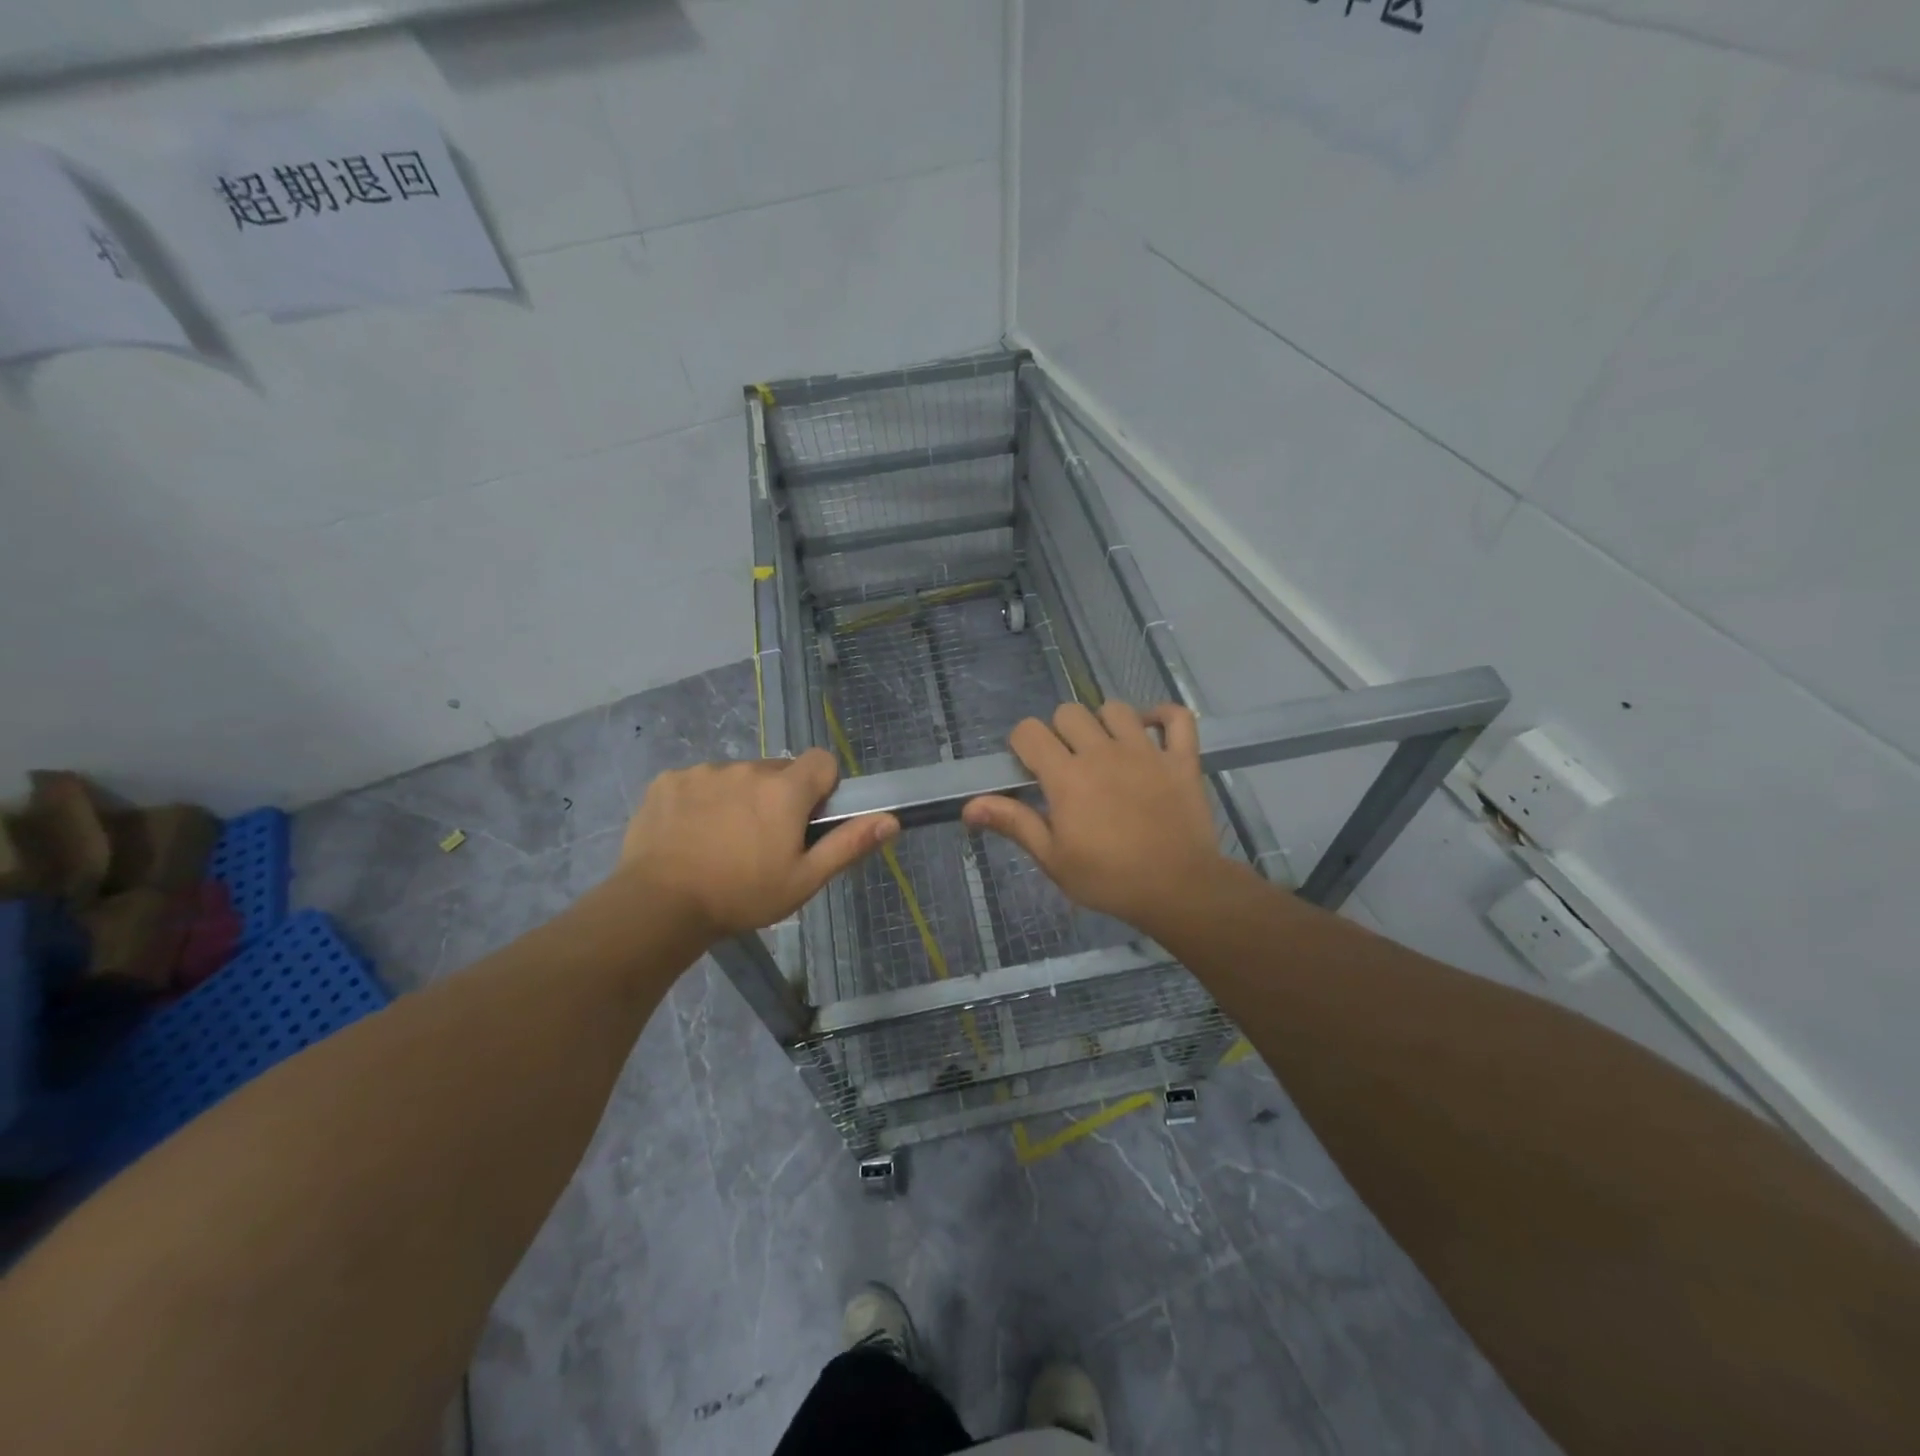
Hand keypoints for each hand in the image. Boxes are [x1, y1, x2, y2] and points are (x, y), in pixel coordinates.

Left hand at [615, 749, 897, 941]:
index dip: (822, 787)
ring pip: (737, 777)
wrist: (658, 905)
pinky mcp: (668, 781)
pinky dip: (700, 802)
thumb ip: (848, 844)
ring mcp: (704, 772)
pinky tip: (689, 835)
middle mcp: (747, 769)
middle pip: (777, 771)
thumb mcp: (804, 880)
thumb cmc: (741, 895)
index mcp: (785, 790)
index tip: (807, 820)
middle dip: (778, 797)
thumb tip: (891, 820)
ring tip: (721, 842)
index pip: (821, 761)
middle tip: (763, 841)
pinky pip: (698, 782)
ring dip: (739, 799)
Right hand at [962, 702, 1228, 936]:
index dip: (1022, 744)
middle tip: (1066, 764)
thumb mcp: (1052, 858)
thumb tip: (969, 806)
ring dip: (1104, 723)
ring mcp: (1146, 751)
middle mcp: (1102, 752)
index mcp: (1067, 776)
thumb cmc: (1108, 879)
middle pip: (1069, 712)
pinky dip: (1163, 716)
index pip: (1029, 731)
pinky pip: (1177, 717)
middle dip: (1059, 732)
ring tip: (1105, 750)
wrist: (1177, 889)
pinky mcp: (1181, 759)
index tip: (1029, 768)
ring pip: (1116, 709)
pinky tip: (1151, 731)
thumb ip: (1014, 823)